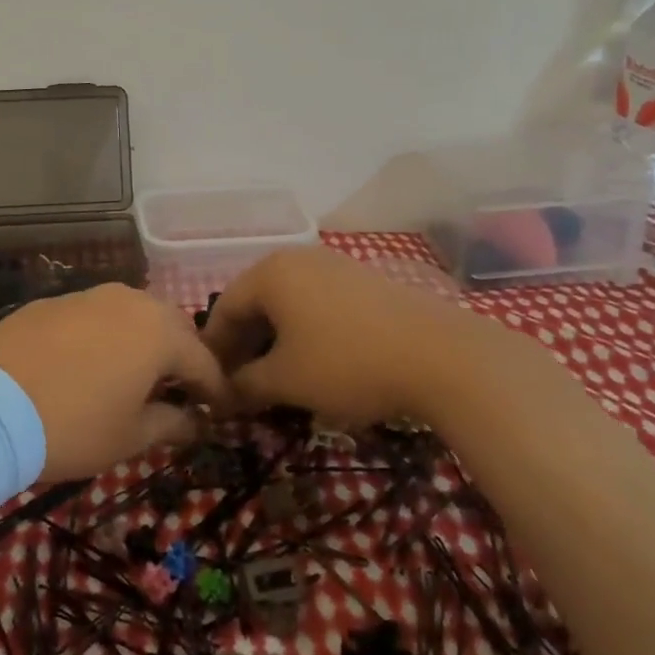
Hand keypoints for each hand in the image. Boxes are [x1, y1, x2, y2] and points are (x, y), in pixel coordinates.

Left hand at [0, 283, 232, 481]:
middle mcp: (129, 302)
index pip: (204, 361)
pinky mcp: (53, 302)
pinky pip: (95, 315)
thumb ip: (171, 424)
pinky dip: (106, 336)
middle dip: (183, 357)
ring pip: (133, 314)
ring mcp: (88, 296)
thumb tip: (194, 421)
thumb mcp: (129, 437)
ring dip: (144, 341)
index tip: (221, 413)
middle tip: (182, 390)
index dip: (216, 390)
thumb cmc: (72, 426)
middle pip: (172, 327)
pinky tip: (92, 362)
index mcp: (159, 332)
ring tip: (138, 374)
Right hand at [198, 246, 507, 426]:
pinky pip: (317, 303)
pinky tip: (315, 362)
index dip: (214, 349)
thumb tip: (222, 395)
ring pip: (287, 303)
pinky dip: (305, 331)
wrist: (442, 356)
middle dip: (244, 344)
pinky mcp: (364, 281)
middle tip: (241, 384)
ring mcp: (335, 265)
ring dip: (274, 340)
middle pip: (255, 302)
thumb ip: (245, 384)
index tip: (211, 384)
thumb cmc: (348, 363)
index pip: (224, 309)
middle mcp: (298, 259)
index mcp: (270, 273)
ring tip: (277, 377)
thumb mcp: (287, 380)